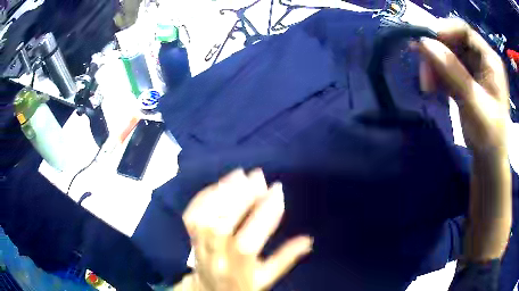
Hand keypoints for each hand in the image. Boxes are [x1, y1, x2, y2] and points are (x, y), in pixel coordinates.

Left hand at [180, 169, 312, 290]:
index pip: (248, 243)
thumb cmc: (242, 285)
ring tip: (239, 175)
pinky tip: (219, 185)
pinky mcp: (190, 237)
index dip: (264, 215)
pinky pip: (192, 214)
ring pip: (204, 217)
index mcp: (238, 270)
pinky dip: (204, 196)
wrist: (208, 290)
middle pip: (221, 225)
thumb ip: (286, 258)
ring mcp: (199, 247)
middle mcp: (216, 257)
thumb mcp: (267, 278)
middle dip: (241, 197)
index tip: (277, 190)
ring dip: (222, 193)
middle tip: (257, 176)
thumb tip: (308, 239)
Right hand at [415, 19, 511, 260]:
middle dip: (436, 54)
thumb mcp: (473, 105)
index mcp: (490, 60)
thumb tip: (424, 43)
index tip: (426, 45)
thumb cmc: (488, 137)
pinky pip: (447, 68)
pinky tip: (432, 88)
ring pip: (447, 54)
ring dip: (434, 67)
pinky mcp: (466, 80)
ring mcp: (474, 70)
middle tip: (424, 75)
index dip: (444, 32)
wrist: (489, 161)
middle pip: (453, 41)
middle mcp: (482, 59)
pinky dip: (437, 75)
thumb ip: (453, 73)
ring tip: (427, 87)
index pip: (464, 31)